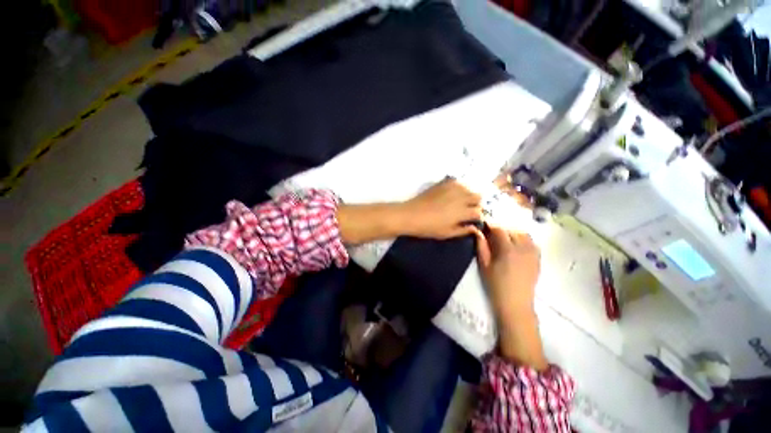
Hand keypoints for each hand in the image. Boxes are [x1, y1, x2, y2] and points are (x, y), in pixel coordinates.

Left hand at [401, 178, 482, 239]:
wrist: (411, 215)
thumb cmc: (429, 227)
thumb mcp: (447, 233)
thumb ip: (463, 230)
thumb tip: (475, 228)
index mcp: (462, 212)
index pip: (479, 212)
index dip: (477, 217)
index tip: (472, 219)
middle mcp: (460, 197)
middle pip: (478, 196)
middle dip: (475, 203)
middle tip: (467, 209)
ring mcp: (452, 188)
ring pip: (469, 188)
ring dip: (468, 195)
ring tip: (460, 201)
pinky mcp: (443, 183)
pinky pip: (457, 182)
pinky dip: (459, 187)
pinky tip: (452, 194)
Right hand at [475, 225, 546, 369]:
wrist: (515, 303)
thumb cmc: (496, 285)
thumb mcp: (484, 265)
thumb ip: (481, 247)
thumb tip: (478, 232)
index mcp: (508, 250)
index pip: (500, 230)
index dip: (491, 226)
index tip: (485, 226)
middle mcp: (523, 248)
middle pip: (513, 230)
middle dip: (502, 230)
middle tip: (493, 234)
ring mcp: (533, 254)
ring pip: (525, 235)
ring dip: (514, 234)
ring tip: (506, 240)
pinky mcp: (538, 260)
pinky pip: (532, 244)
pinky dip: (524, 241)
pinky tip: (517, 248)